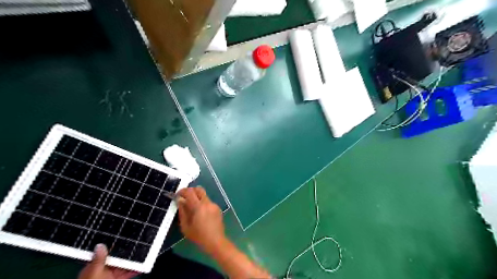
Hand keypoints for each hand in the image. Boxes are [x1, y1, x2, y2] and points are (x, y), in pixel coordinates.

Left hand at [78, 244, 139, 278]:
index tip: (126, 238)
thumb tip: (100, 245)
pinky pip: (129, 273)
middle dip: (128, 252)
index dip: (116, 244)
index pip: (105, 252)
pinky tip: (142, 266)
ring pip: (125, 265)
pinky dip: (136, 270)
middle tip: (139, 244)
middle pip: (118, 258)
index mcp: (92, 267)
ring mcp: (110, 277)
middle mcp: (101, 271)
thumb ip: (97, 262)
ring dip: (134, 260)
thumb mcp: (93, 275)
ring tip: (144, 253)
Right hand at [178, 186, 226, 253]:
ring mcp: (214, 205)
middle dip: (191, 191)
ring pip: (204, 195)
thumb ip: (182, 211)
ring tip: (192, 208)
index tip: (178, 195)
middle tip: (185, 197)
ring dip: (197, 198)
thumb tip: (180, 201)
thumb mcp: (185, 226)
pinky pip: (208, 202)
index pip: (190, 192)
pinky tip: (201, 214)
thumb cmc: (198, 236)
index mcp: (199, 206)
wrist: (216, 241)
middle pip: (199, 189)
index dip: (182, 191)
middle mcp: (207, 203)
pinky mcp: (217, 208)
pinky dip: (203, 204)